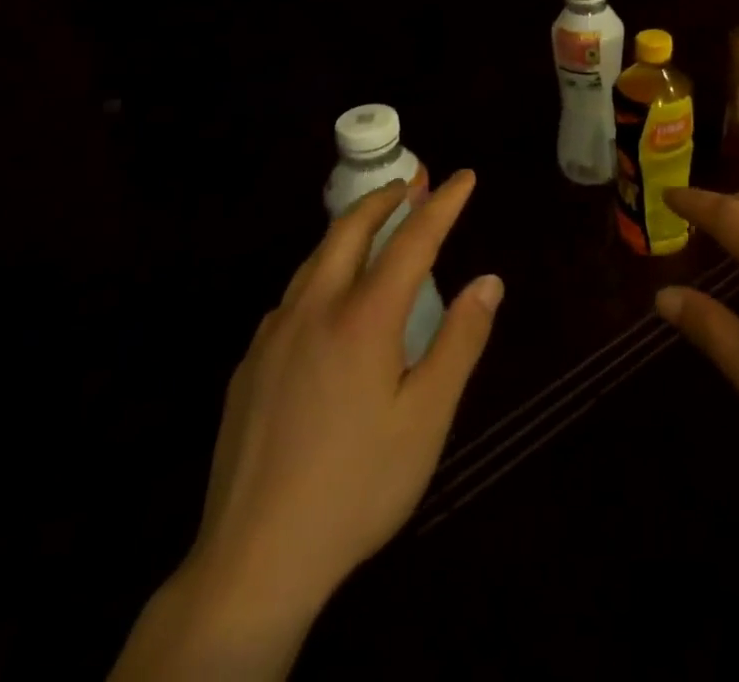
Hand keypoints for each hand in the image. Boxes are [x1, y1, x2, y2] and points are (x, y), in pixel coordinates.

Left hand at [112, 170, 501, 680]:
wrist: (252, 560)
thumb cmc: (357, 485)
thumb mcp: (427, 418)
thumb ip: (460, 342)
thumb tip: (489, 282)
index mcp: (364, 317)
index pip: (412, 240)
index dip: (442, 204)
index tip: (464, 177)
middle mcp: (315, 309)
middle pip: (350, 230)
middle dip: (385, 198)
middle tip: (413, 182)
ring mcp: (274, 335)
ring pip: (314, 258)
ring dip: (350, 229)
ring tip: (375, 224)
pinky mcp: (249, 365)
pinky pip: (293, 296)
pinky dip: (321, 272)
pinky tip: (328, 300)